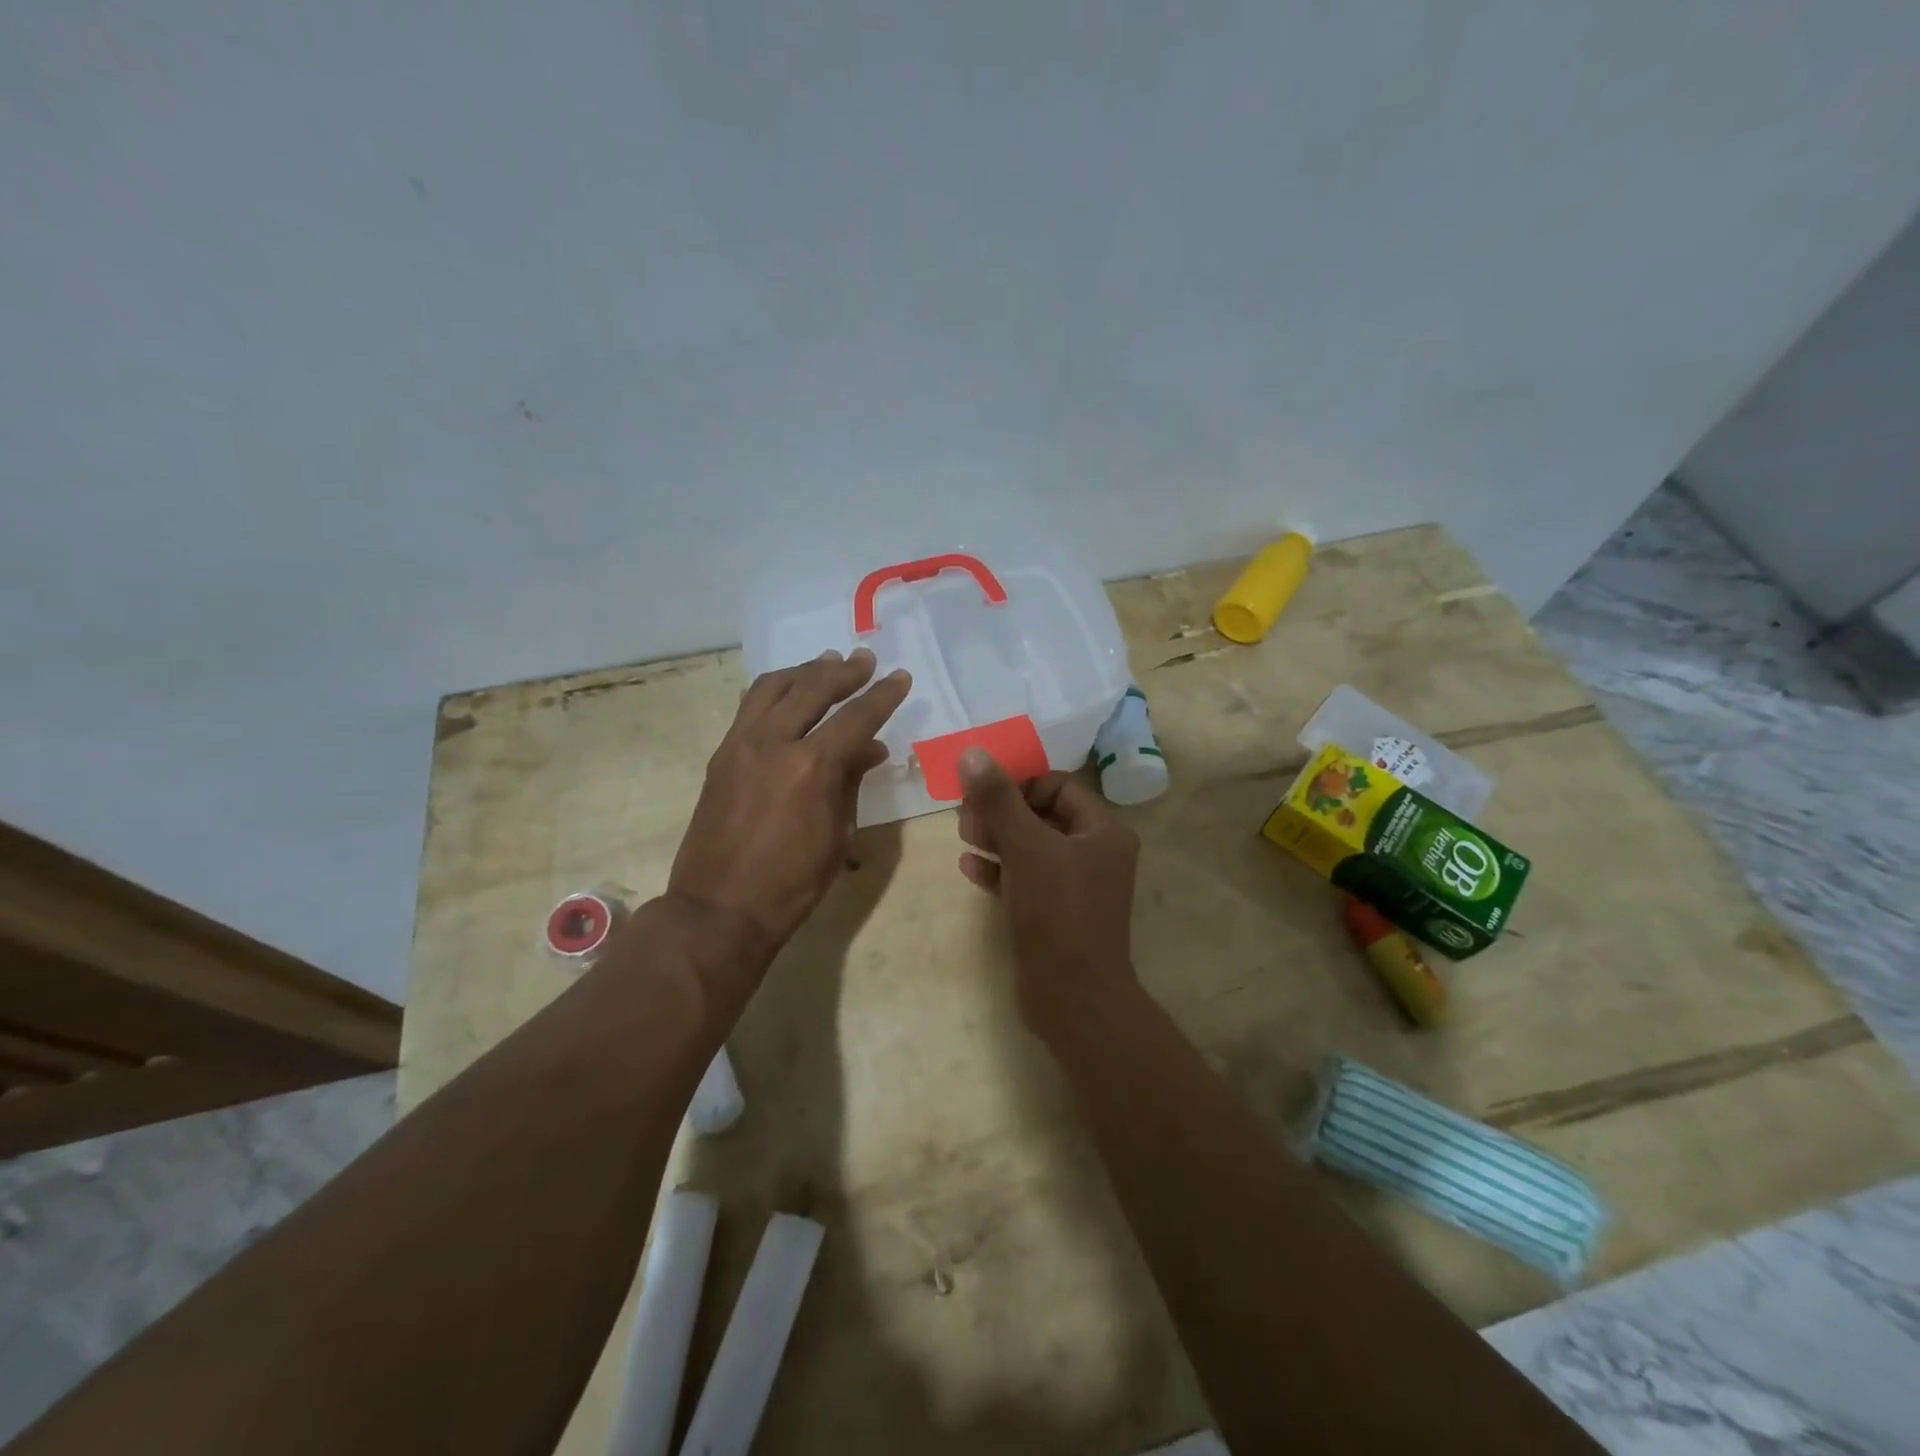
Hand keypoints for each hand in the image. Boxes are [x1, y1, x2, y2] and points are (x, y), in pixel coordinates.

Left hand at [670, 648, 910, 952]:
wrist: (721, 908)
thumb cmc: (792, 882)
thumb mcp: (838, 834)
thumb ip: (851, 781)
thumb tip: (870, 748)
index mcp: (811, 766)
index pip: (856, 717)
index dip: (882, 695)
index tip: (900, 677)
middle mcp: (773, 742)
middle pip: (812, 689)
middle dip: (844, 671)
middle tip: (865, 659)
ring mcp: (740, 745)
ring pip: (773, 687)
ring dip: (804, 671)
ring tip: (826, 662)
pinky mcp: (721, 755)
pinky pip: (749, 707)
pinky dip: (774, 690)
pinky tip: (788, 690)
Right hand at [956, 748, 1139, 1033]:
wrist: (1072, 997)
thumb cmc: (1057, 912)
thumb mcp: (1026, 847)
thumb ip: (999, 800)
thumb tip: (973, 754)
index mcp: (1102, 831)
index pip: (1058, 786)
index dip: (1020, 783)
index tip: (982, 790)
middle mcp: (1094, 853)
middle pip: (1041, 814)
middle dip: (1002, 811)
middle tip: (966, 815)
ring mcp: (1074, 885)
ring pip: (1030, 846)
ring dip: (997, 837)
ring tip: (964, 835)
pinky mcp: (1054, 912)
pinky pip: (1024, 878)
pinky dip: (999, 869)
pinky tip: (969, 867)